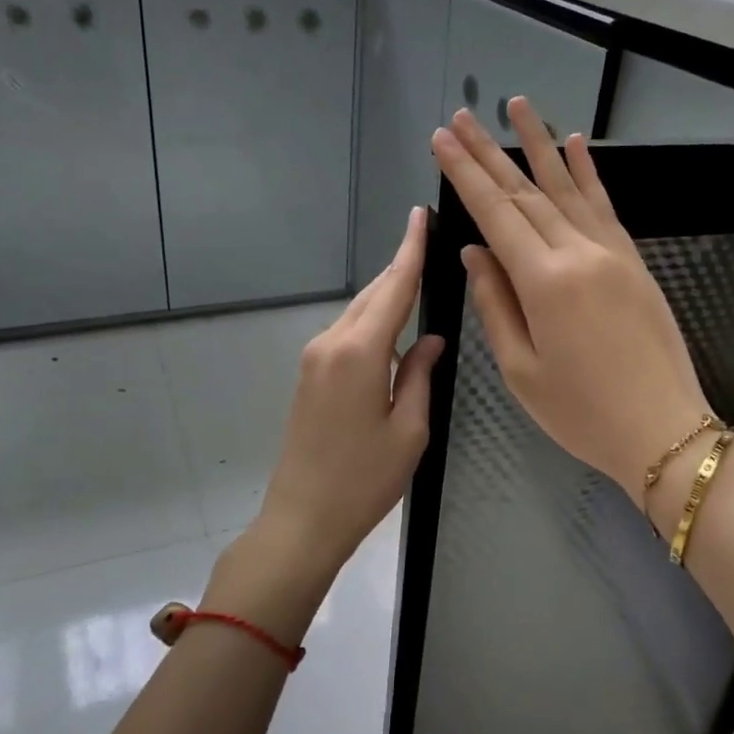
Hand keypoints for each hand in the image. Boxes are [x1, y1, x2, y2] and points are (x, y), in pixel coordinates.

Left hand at [209, 207, 444, 636]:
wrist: (302, 518)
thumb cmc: (364, 480)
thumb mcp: (409, 431)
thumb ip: (421, 375)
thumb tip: (431, 339)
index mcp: (360, 353)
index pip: (393, 287)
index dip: (410, 250)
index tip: (419, 215)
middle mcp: (331, 343)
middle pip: (372, 294)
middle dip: (400, 268)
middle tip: (428, 242)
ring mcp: (314, 358)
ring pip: (358, 312)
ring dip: (387, 295)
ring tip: (419, 281)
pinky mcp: (309, 375)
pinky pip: (346, 334)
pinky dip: (372, 322)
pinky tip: (394, 328)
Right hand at [430, 100, 712, 501]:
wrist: (664, 430)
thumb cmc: (581, 412)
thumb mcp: (521, 370)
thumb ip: (495, 304)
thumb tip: (475, 251)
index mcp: (544, 282)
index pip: (496, 213)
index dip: (465, 173)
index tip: (442, 139)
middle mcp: (579, 253)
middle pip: (526, 192)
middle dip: (489, 152)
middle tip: (462, 116)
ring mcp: (612, 252)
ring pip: (567, 187)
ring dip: (538, 145)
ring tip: (516, 105)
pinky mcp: (633, 261)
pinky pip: (605, 206)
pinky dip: (588, 173)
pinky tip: (576, 144)